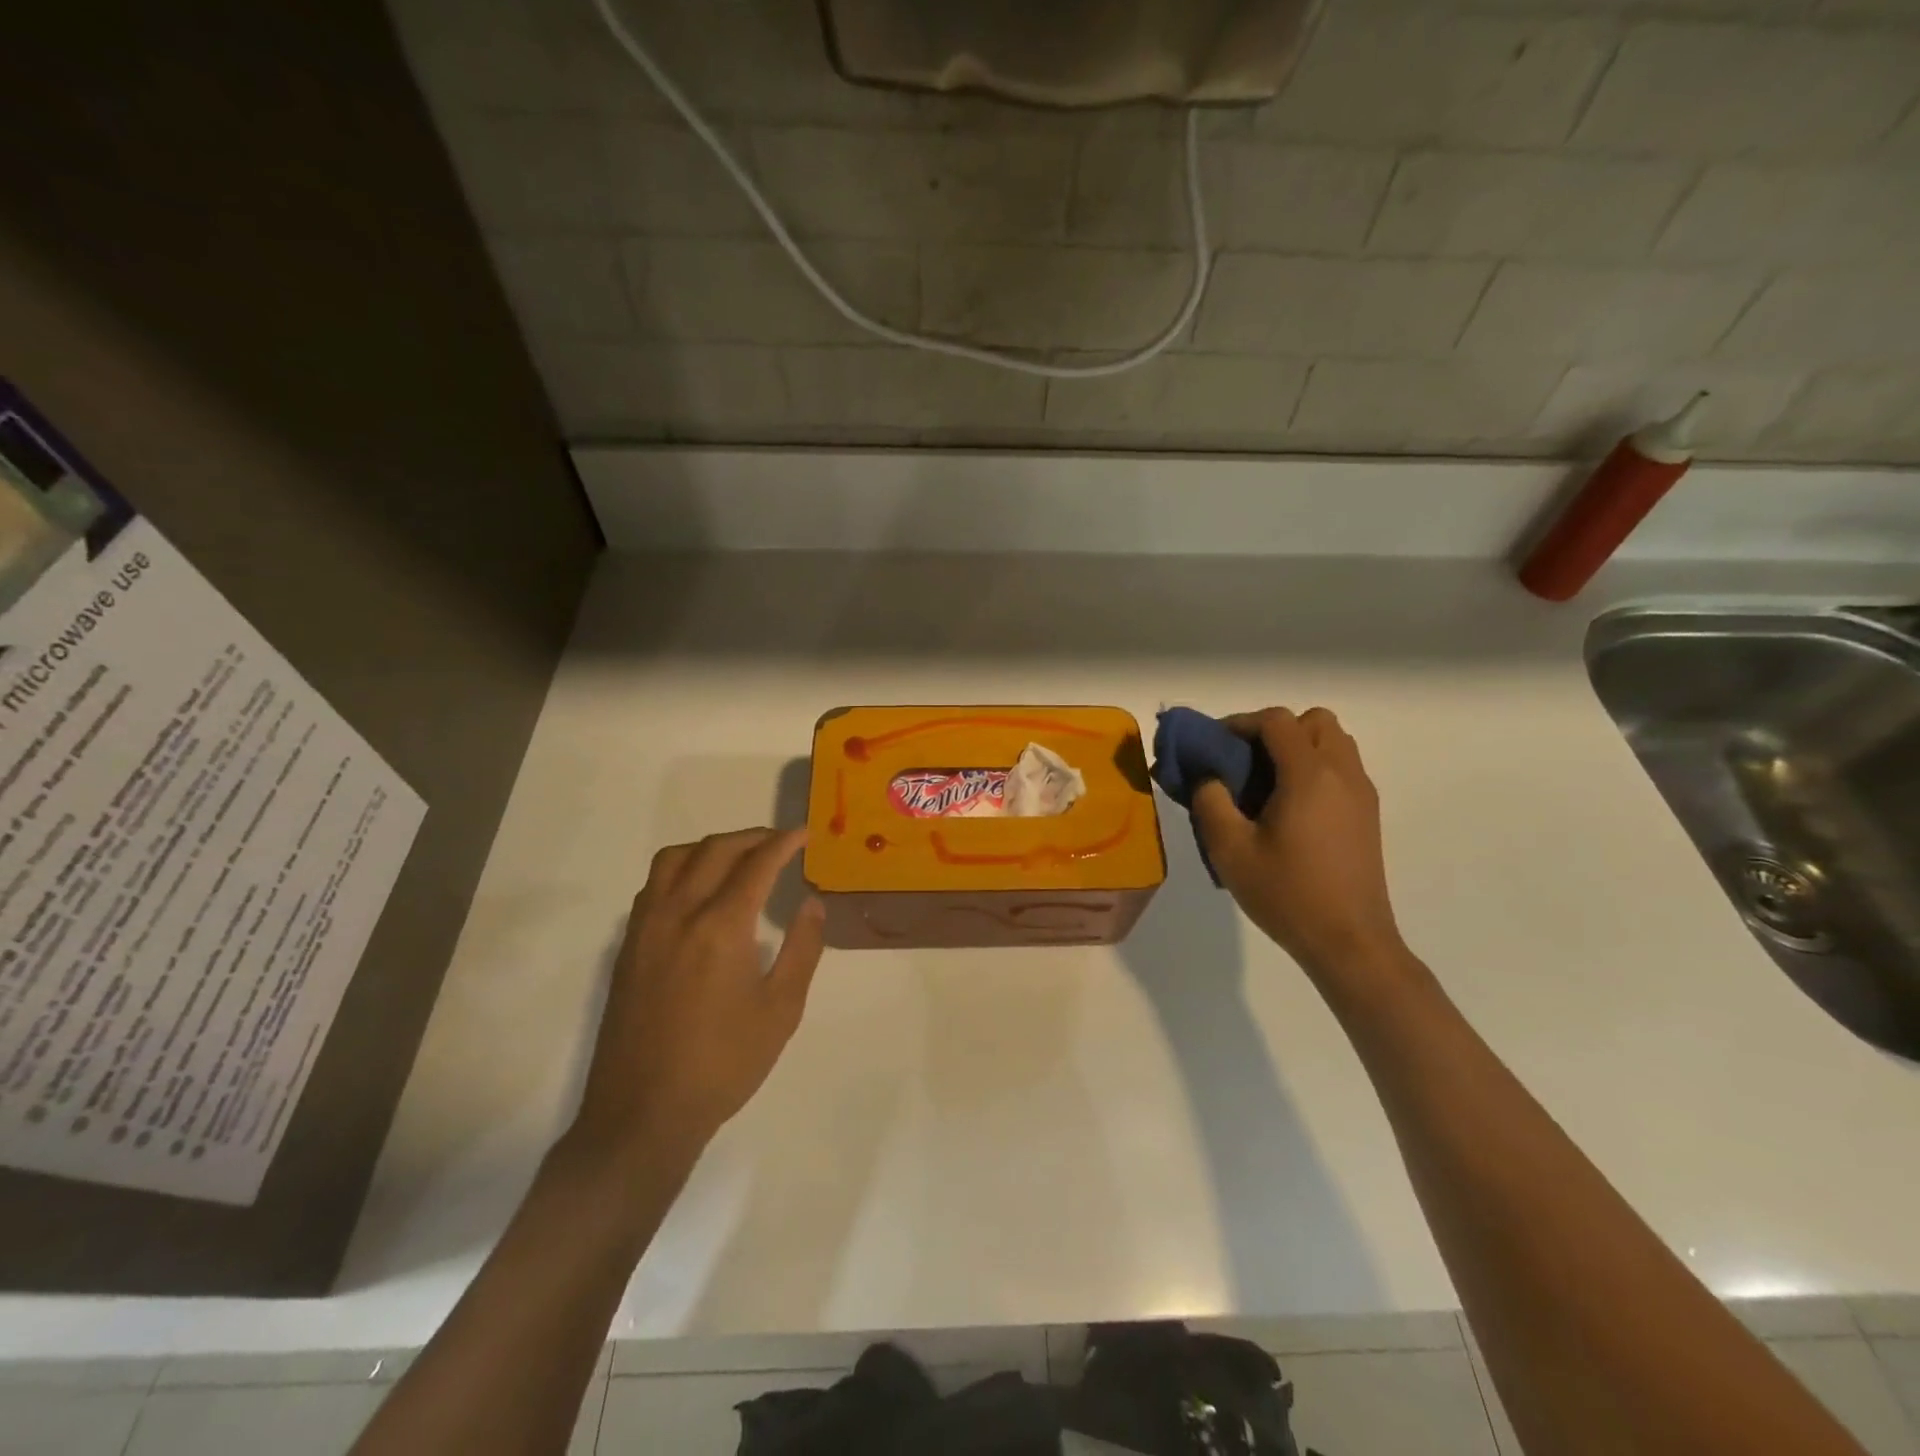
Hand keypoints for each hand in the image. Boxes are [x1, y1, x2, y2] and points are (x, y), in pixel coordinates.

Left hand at [569, 828, 825, 1166]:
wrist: (643, 1113)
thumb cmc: (723, 1063)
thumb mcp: (781, 1009)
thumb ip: (802, 948)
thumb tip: (813, 903)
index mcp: (721, 926)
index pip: (756, 863)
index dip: (783, 842)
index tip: (803, 833)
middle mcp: (679, 913)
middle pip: (714, 850)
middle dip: (751, 837)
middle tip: (779, 842)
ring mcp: (646, 928)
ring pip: (674, 859)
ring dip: (710, 846)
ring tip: (738, 857)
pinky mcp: (628, 947)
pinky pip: (653, 884)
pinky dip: (681, 868)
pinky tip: (698, 890)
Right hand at [1193, 708, 1404, 977]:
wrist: (1350, 942)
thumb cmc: (1286, 894)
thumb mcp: (1230, 849)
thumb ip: (1210, 801)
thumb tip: (1207, 776)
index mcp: (1309, 775)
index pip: (1277, 720)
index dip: (1241, 723)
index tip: (1214, 745)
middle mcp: (1342, 774)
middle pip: (1314, 721)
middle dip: (1276, 730)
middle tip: (1245, 761)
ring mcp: (1361, 794)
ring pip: (1333, 743)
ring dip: (1298, 747)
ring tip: (1266, 784)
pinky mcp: (1367, 816)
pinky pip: (1341, 769)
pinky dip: (1314, 769)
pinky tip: (1289, 809)